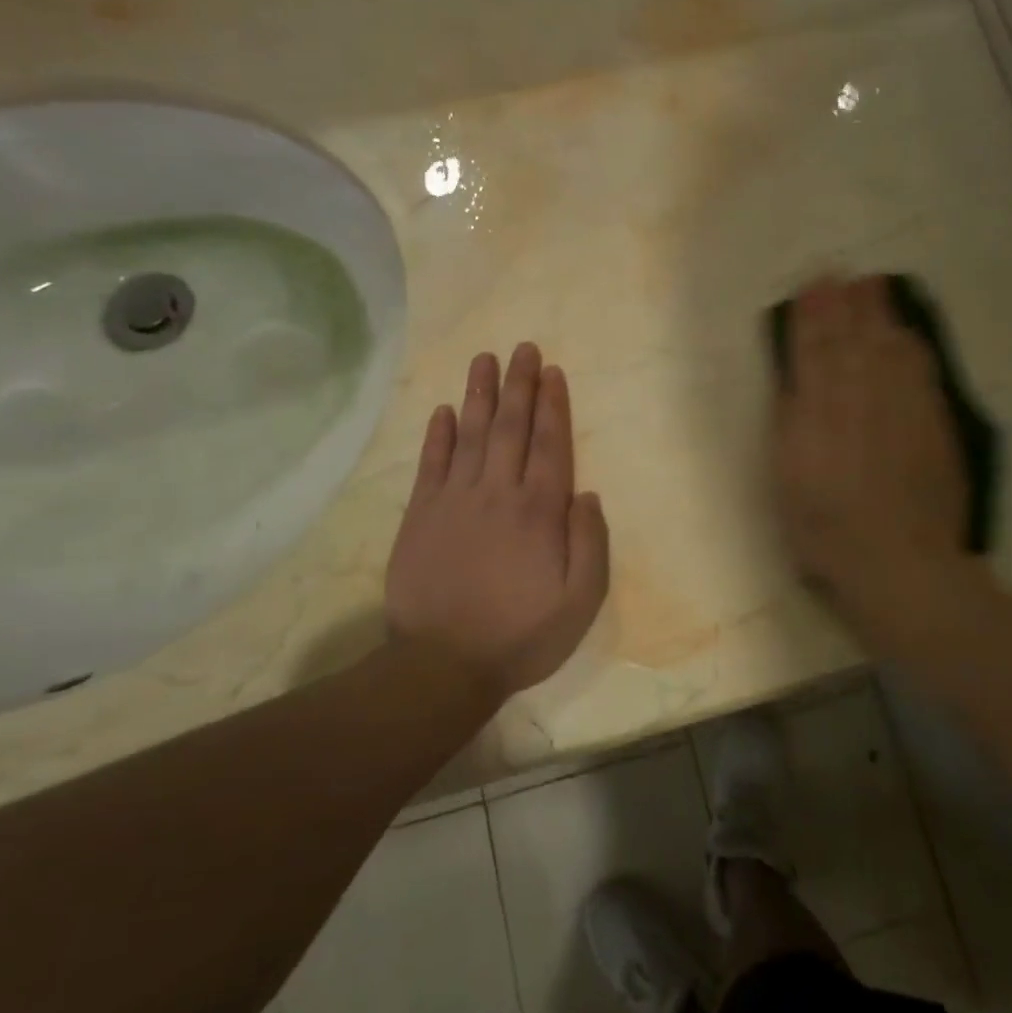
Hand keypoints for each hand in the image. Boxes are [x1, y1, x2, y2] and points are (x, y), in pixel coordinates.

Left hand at [384, 344, 609, 702]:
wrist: (443, 664)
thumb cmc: (521, 634)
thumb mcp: (580, 601)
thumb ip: (590, 542)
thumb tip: (586, 493)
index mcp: (539, 512)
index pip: (550, 445)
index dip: (553, 405)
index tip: (552, 371)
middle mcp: (498, 493)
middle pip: (511, 428)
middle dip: (519, 385)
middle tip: (522, 348)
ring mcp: (454, 501)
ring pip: (470, 435)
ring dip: (479, 395)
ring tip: (484, 360)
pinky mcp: (421, 516)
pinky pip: (431, 464)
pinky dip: (437, 435)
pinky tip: (443, 410)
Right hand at [772, 275, 969, 614]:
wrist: (899, 561)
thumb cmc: (826, 531)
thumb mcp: (787, 482)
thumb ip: (790, 426)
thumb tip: (794, 384)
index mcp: (818, 412)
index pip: (813, 352)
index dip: (811, 318)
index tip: (810, 288)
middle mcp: (861, 398)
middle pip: (852, 340)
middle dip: (843, 304)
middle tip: (840, 274)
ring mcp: (902, 407)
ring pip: (888, 347)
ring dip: (878, 314)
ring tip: (871, 286)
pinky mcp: (933, 422)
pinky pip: (921, 370)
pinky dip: (911, 345)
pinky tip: (907, 333)